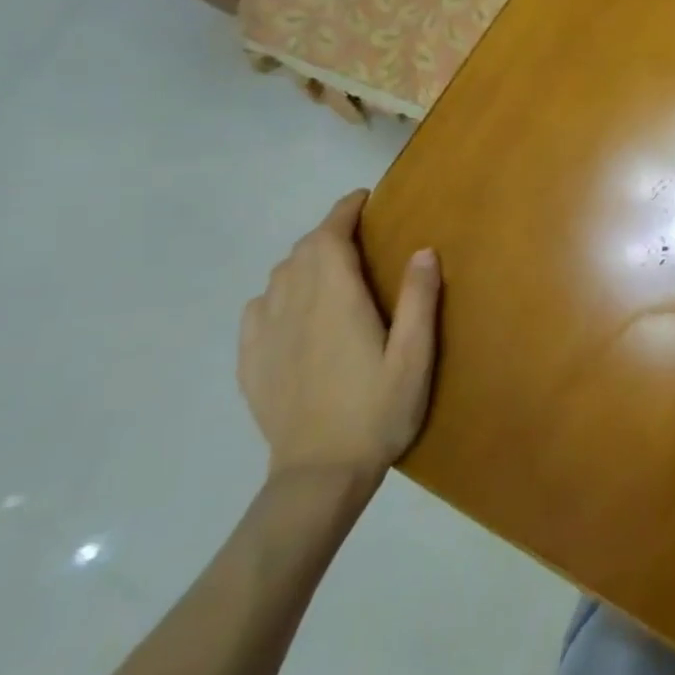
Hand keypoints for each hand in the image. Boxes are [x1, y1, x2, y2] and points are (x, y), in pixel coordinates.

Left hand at [238, 190, 441, 483]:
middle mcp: (293, 307)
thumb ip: (419, 300)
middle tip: (358, 234)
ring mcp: (265, 335)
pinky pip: (258, 309)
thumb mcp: (415, 357)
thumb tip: (423, 249)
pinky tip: (292, 309)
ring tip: (330, 268)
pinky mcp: (251, 362)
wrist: (318, 475)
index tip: (362, 199)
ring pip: (278, 277)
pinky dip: (277, 292)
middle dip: (327, 233)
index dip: (343, 212)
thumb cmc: (377, 412)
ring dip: (303, 261)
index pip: (328, 237)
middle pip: (301, 252)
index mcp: (334, 301)